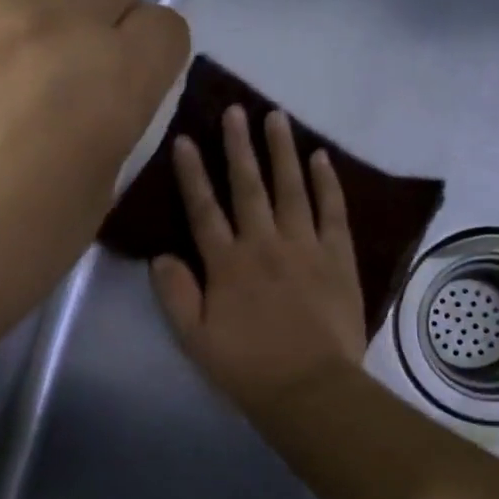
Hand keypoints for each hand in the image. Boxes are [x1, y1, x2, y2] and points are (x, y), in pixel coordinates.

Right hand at [152, 105, 367, 415]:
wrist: (310, 388)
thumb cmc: (247, 367)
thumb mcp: (195, 338)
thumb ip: (175, 294)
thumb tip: (161, 255)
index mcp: (227, 263)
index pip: (204, 209)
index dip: (192, 173)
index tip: (184, 139)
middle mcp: (264, 243)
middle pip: (248, 186)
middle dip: (238, 146)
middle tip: (235, 110)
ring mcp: (305, 246)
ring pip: (291, 188)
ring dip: (282, 151)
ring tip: (276, 117)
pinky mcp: (338, 256)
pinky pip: (332, 210)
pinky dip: (327, 183)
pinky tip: (321, 158)